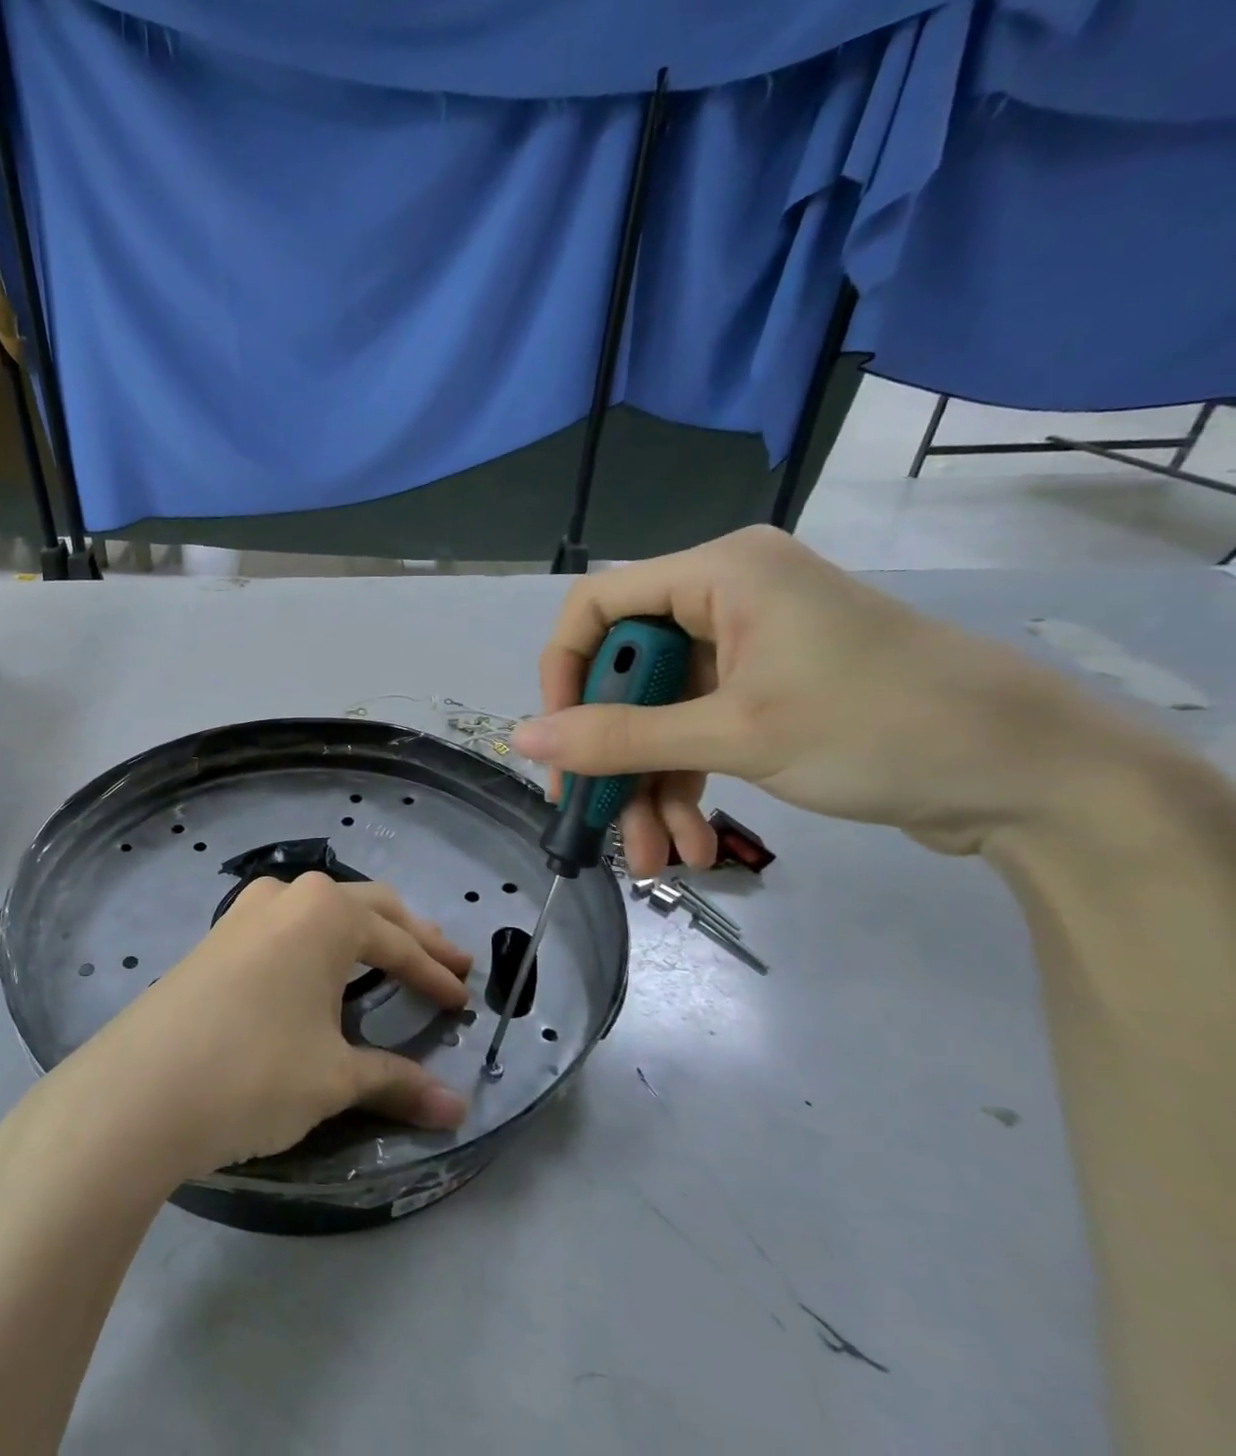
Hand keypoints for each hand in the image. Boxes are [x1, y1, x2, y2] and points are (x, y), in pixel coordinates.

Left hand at [27, 873, 472, 1182]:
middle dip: (411, 937)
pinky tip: (324, 969)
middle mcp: (288, 896)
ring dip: (365, 934)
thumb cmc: (253, 1071)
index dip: (436, 976)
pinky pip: (289, 927)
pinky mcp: (218, 937)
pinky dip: (323, 944)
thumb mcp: (333, 1078)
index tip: (465, 1000)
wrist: (139, 1088)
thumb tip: (458, 1109)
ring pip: (324, 912)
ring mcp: (246, 912)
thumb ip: (397, 1082)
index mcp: (326, 913)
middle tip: (449, 964)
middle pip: (368, 908)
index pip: (399, 944)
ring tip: (394, 959)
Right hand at [513, 526, 1121, 873]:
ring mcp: (747, 651)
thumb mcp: (736, 735)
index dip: (565, 672)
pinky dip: (685, 788)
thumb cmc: (882, 729)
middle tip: (591, 817)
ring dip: (648, 788)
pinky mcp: (767, 694)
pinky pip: (697, 734)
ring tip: (652, 858)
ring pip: (659, 716)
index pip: (597, 606)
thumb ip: (619, 738)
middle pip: (628, 675)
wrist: (1042, 782)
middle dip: (612, 756)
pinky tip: (688, 845)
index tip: (558, 740)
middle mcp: (725, 601)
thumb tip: (522, 740)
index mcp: (719, 575)